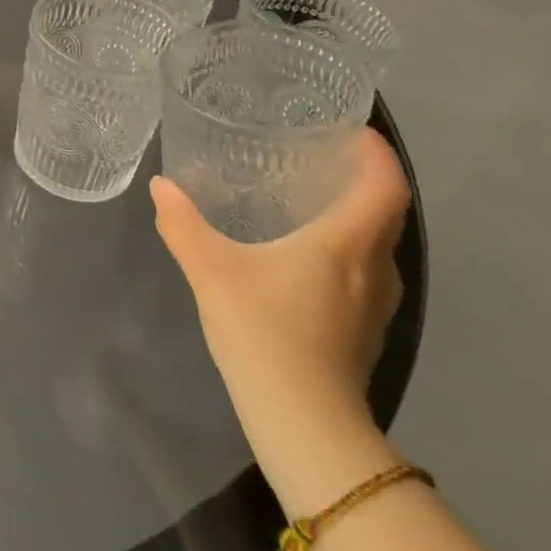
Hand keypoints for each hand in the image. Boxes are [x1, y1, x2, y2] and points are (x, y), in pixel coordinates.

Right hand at [150, 131, 408, 511]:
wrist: (303, 419)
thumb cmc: (263, 330)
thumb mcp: (210, 268)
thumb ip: (183, 224)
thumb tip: (162, 186)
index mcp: (346, 243)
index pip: (385, 186)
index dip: (378, 154)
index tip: (355, 131)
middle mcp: (373, 267)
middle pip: (388, 213)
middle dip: (364, 181)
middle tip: (322, 158)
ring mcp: (376, 304)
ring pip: (378, 246)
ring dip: (357, 218)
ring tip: (313, 200)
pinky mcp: (365, 331)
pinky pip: (365, 272)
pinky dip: (347, 250)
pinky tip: (306, 256)